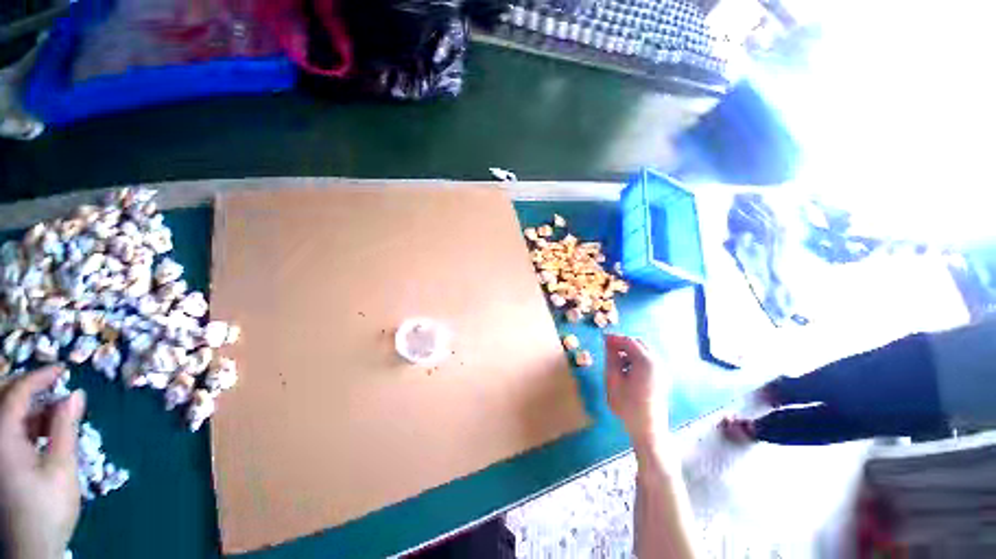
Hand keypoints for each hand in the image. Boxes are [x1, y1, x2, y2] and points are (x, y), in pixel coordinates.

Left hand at [0, 366, 85, 558]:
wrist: (31, 547)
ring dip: (33, 409)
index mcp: (3, 437)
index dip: (40, 376)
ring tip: (59, 414)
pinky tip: (47, 432)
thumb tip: (76, 394)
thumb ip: (66, 428)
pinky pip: (10, 430)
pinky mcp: (1, 460)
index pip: (17, 392)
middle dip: (31, 389)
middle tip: (58, 386)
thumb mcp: (61, 467)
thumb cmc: (47, 507)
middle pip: (6, 399)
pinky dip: (28, 424)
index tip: (65, 369)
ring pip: (8, 415)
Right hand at [604, 334, 668, 452]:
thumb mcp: (613, 379)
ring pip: (644, 352)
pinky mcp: (661, 378)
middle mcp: (657, 363)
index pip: (628, 341)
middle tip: (608, 349)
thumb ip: (611, 358)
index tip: (602, 338)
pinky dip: (636, 359)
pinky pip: (648, 361)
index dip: (614, 338)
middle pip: (639, 344)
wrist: (648, 430)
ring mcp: (661, 371)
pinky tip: (627, 370)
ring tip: (615, 360)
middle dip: (623, 343)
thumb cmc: (627, 405)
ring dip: (629, 351)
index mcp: (646, 362)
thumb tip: (608, 342)